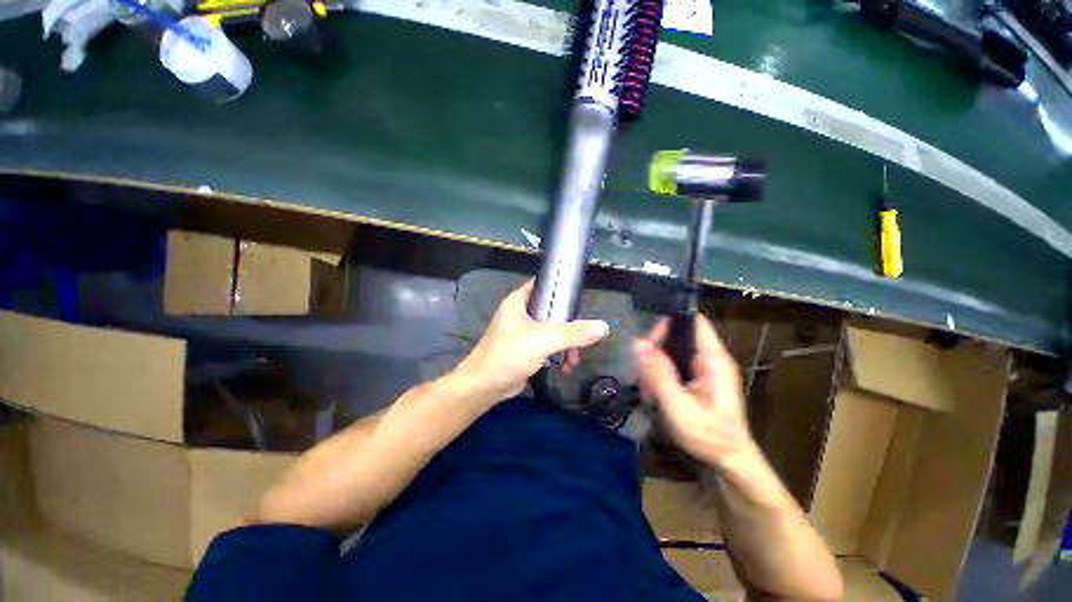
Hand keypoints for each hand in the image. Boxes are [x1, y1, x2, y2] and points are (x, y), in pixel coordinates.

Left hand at [454, 281, 609, 402]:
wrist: (484, 386)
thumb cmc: (508, 355)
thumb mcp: (543, 340)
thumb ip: (573, 333)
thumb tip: (603, 326)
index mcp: (519, 301)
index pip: (544, 285)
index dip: (562, 289)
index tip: (580, 299)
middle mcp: (521, 313)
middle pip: (553, 310)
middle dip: (570, 325)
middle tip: (581, 337)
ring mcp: (523, 331)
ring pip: (553, 329)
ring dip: (566, 343)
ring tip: (573, 359)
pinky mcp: (526, 348)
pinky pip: (548, 345)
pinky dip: (558, 353)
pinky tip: (565, 367)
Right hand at [634, 315, 753, 466]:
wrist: (729, 463)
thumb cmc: (709, 435)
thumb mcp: (679, 405)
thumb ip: (658, 373)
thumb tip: (638, 343)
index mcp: (713, 359)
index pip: (693, 321)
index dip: (669, 323)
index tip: (647, 342)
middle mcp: (709, 359)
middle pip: (676, 336)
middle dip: (655, 351)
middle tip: (643, 375)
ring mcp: (702, 370)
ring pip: (670, 352)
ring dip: (654, 368)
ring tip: (649, 392)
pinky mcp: (696, 380)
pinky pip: (672, 367)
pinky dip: (659, 377)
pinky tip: (654, 395)